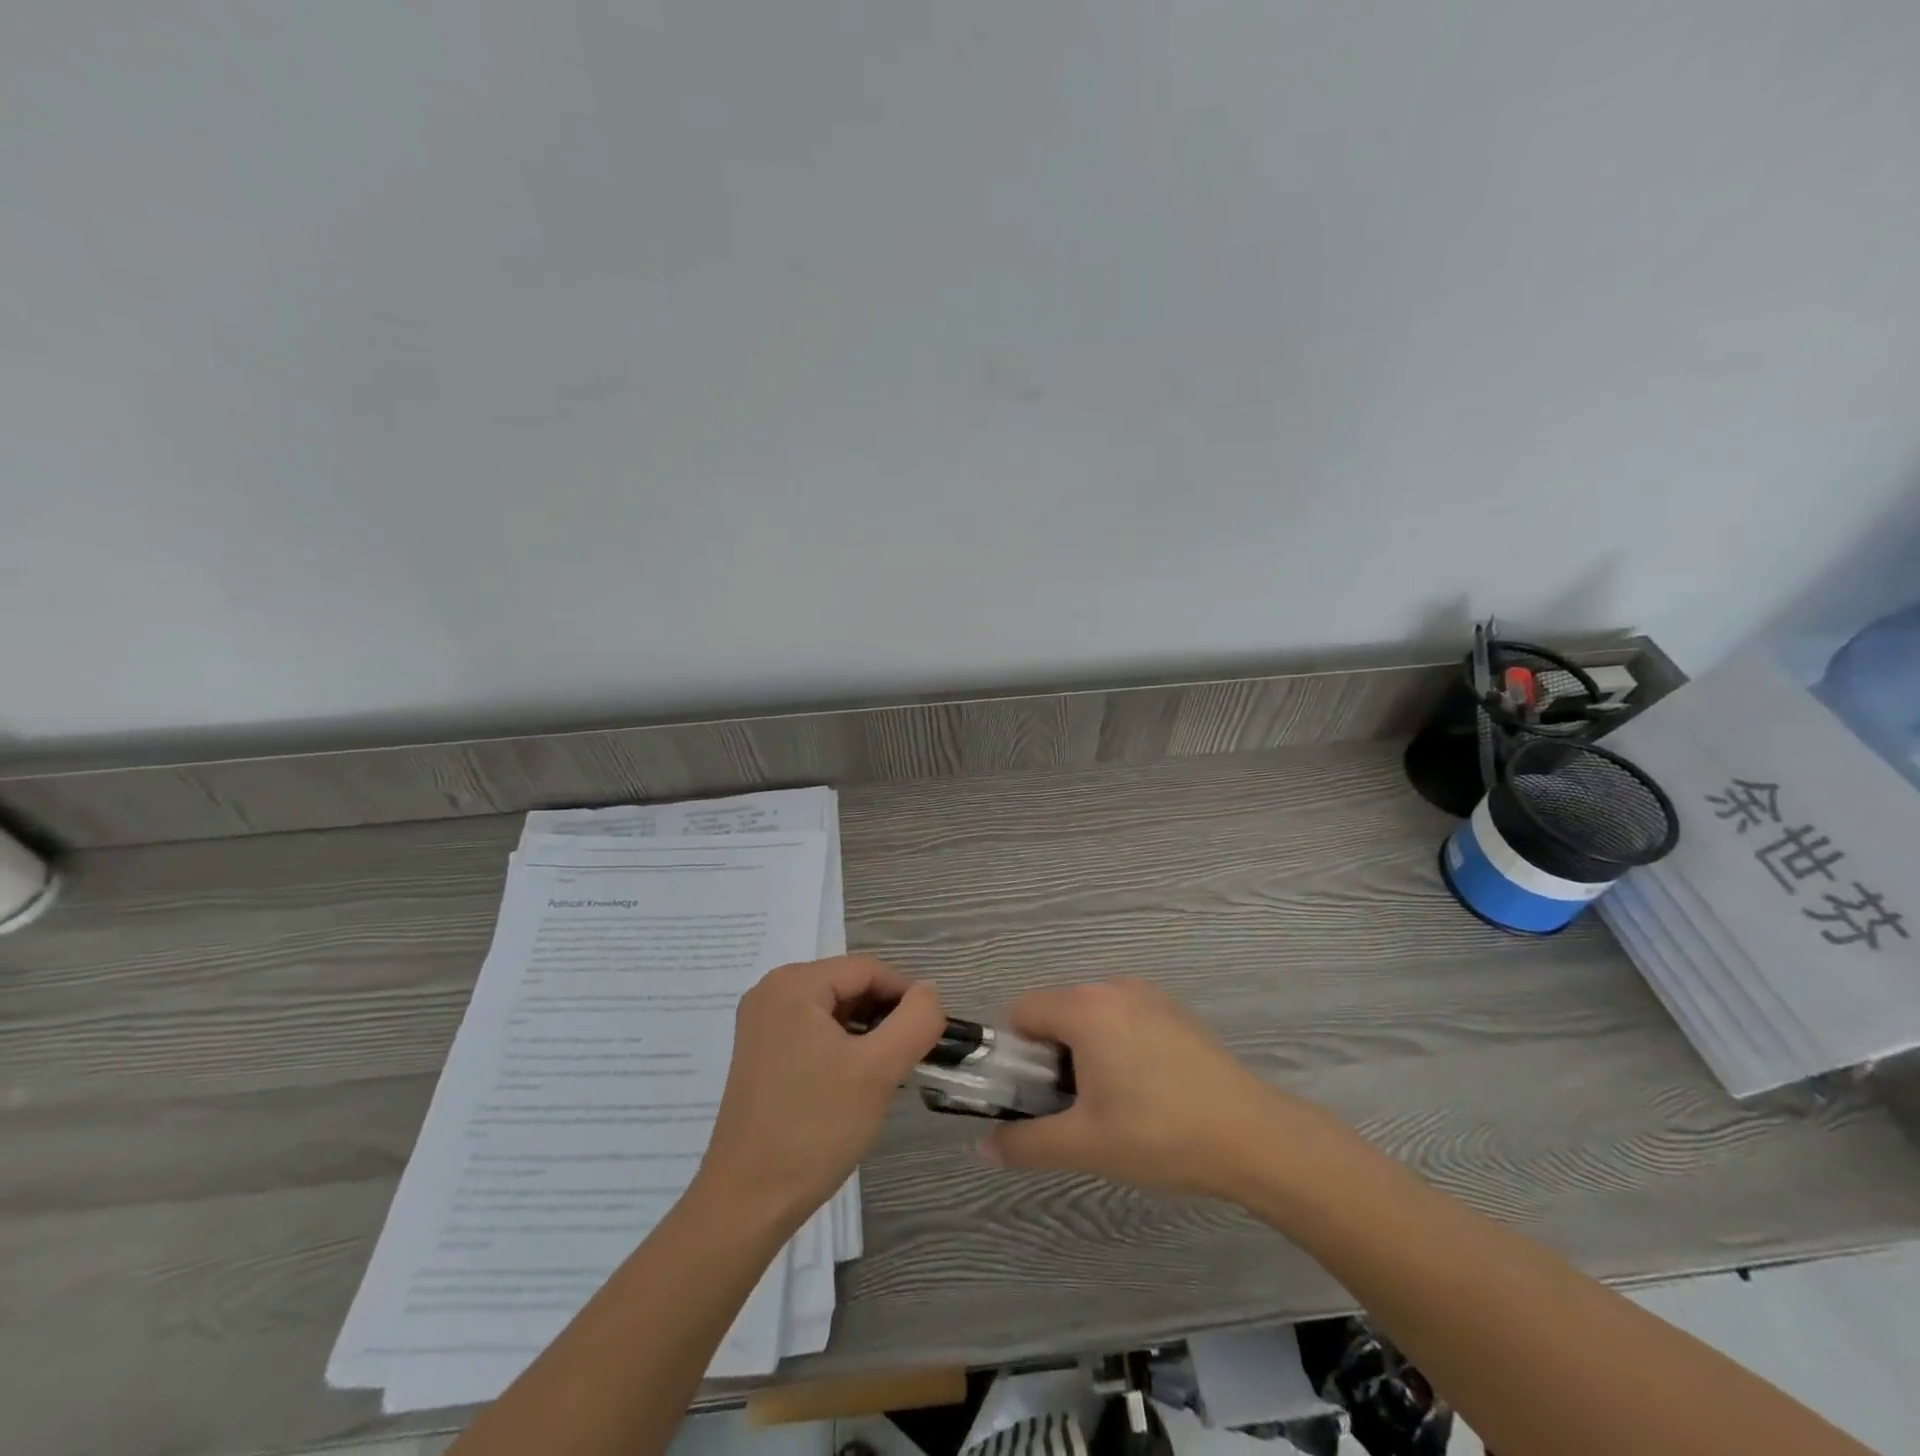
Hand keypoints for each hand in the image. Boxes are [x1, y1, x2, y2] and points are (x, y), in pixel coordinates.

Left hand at [697, 955, 943, 1226]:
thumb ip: (916, 1021)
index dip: (907, 996)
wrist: (746, 1202)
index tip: (930, 1036)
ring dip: (866, 1033)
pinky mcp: (760, 1051)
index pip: (868, 969)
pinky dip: (842, 1046)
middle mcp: (772, 990)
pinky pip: (813, 1029)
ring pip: (834, 1009)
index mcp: (794, 983)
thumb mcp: (878, 1070)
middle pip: (849, 985)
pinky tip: (854, 1081)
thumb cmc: (814, 1128)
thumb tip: (929, 992)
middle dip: (885, 1016)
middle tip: (909, 1058)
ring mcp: (761, 1021)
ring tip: (885, 1073)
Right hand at [981, 979, 1332, 1201]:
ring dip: (1085, 1052)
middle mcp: (1112, 987)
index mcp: (1085, 1008)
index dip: (1018, 1055)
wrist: (1254, 1136)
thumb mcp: (1085, 1144)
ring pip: (1091, 1016)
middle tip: (1076, 1108)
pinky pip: (1123, 1018)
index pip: (1021, 1012)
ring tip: (1114, 1104)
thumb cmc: (1159, 1134)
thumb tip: (982, 1148)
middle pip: (1057, 1012)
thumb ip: (1025, 1143)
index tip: (1038, 1096)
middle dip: (1052, 1056)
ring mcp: (1148, 995)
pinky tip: (1148, 1091)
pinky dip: (1117, 1045)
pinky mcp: (1174, 1011)